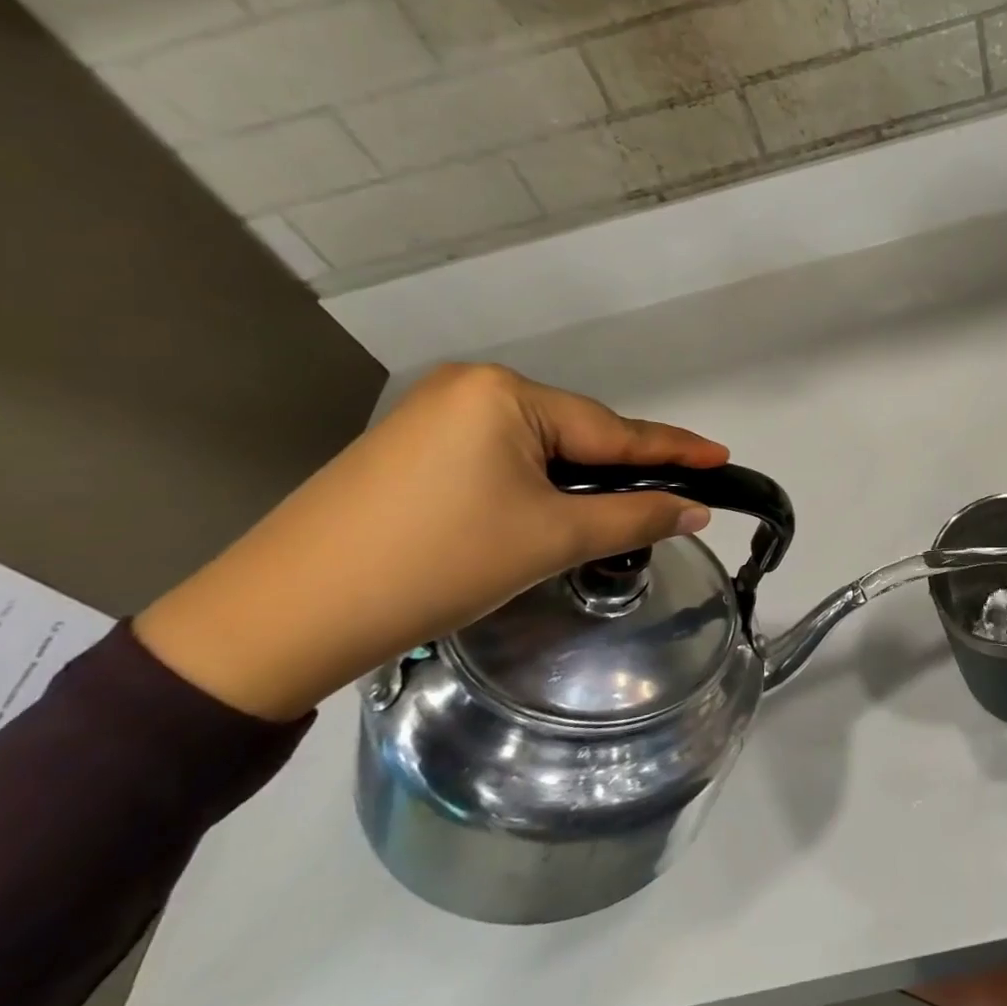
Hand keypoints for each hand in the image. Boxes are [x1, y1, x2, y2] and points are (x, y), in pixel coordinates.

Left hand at [135, 364, 728, 721]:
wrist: (283, 617)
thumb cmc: (435, 564)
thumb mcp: (548, 539)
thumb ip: (632, 516)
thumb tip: (696, 511)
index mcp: (505, 394)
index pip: (612, 429)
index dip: (673, 449)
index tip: (723, 456)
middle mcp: (471, 388)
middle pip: (574, 434)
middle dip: (619, 470)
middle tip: (670, 500)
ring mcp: (434, 415)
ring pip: (537, 448)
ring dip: (576, 482)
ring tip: (609, 514)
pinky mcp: (411, 448)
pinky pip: (498, 458)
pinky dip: (533, 485)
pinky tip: (541, 513)